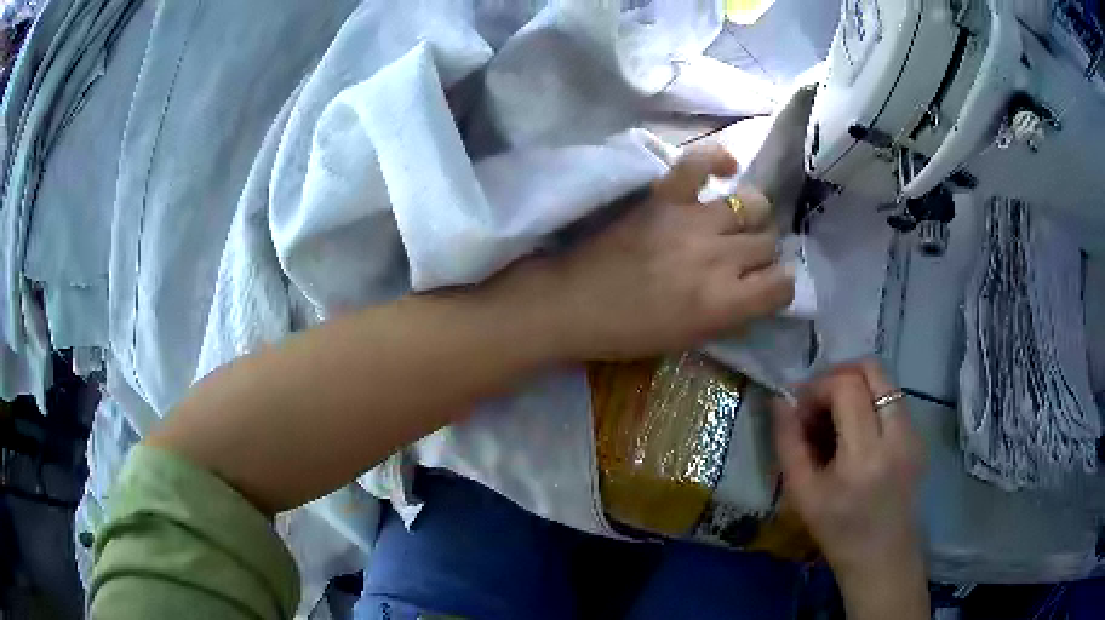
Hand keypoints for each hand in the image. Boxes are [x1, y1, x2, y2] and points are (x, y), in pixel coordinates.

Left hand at [510, 146, 793, 361]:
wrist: (572, 304)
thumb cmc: (628, 333)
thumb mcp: (690, 339)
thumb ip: (731, 314)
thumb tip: (756, 290)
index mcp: (724, 303)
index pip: (783, 285)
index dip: (780, 286)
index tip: (767, 286)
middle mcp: (718, 258)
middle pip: (768, 243)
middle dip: (762, 254)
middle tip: (742, 258)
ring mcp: (693, 221)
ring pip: (752, 204)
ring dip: (752, 216)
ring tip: (736, 222)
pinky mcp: (665, 196)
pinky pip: (701, 162)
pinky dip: (717, 160)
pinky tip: (726, 170)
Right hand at [773, 361, 928, 619]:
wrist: (881, 556)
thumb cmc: (837, 531)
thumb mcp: (801, 493)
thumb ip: (788, 442)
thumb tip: (780, 399)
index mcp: (865, 456)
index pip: (846, 386)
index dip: (818, 386)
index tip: (801, 410)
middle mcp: (897, 435)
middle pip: (873, 369)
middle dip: (839, 376)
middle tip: (819, 403)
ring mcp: (913, 433)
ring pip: (885, 380)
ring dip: (855, 388)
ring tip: (837, 419)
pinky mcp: (919, 436)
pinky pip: (892, 399)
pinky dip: (869, 402)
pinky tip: (856, 433)